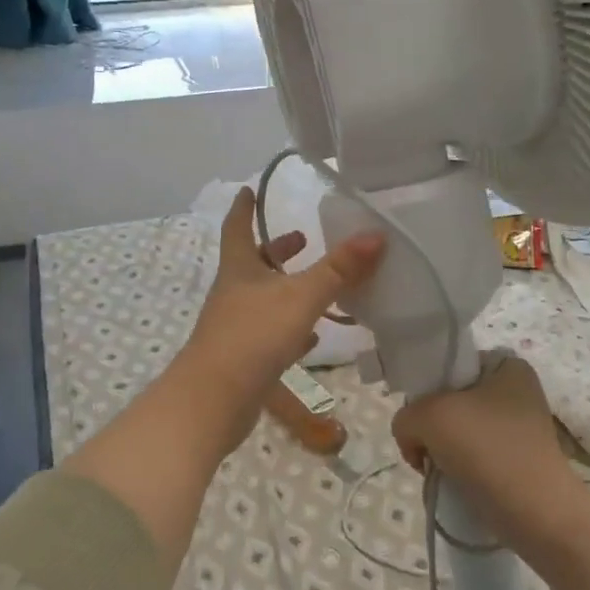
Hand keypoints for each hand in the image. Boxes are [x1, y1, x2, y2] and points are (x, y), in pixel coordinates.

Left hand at [179, 187, 384, 445]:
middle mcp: (233, 293)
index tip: (249, 190)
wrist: (213, 400)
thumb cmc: (253, 336)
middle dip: (277, 250)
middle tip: (302, 239)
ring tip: (317, 285)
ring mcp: (235, 327)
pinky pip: (270, 335)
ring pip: (264, 299)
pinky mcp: (242, 358)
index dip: (244, 208)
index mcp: (239, 269)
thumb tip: (375, 235)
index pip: (238, 227)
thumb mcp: (301, 297)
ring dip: (287, 289)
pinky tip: (312, 337)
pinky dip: (291, 329)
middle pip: (253, 263)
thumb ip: (338, 269)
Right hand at [390, 354, 580, 550]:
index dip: (428, 389)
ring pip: (459, 432)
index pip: (451, 366)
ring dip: (441, 451)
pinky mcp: (518, 463)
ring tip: (439, 471)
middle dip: (431, 427)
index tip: (421, 416)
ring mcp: (520, 430)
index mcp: (507, 367)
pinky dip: (458, 469)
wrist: (537, 515)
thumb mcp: (428, 417)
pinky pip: (474, 457)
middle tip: (427, 449)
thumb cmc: (487, 450)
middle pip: (451, 401)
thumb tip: (413, 440)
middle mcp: (518, 393)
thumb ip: (405, 417)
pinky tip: (453, 483)